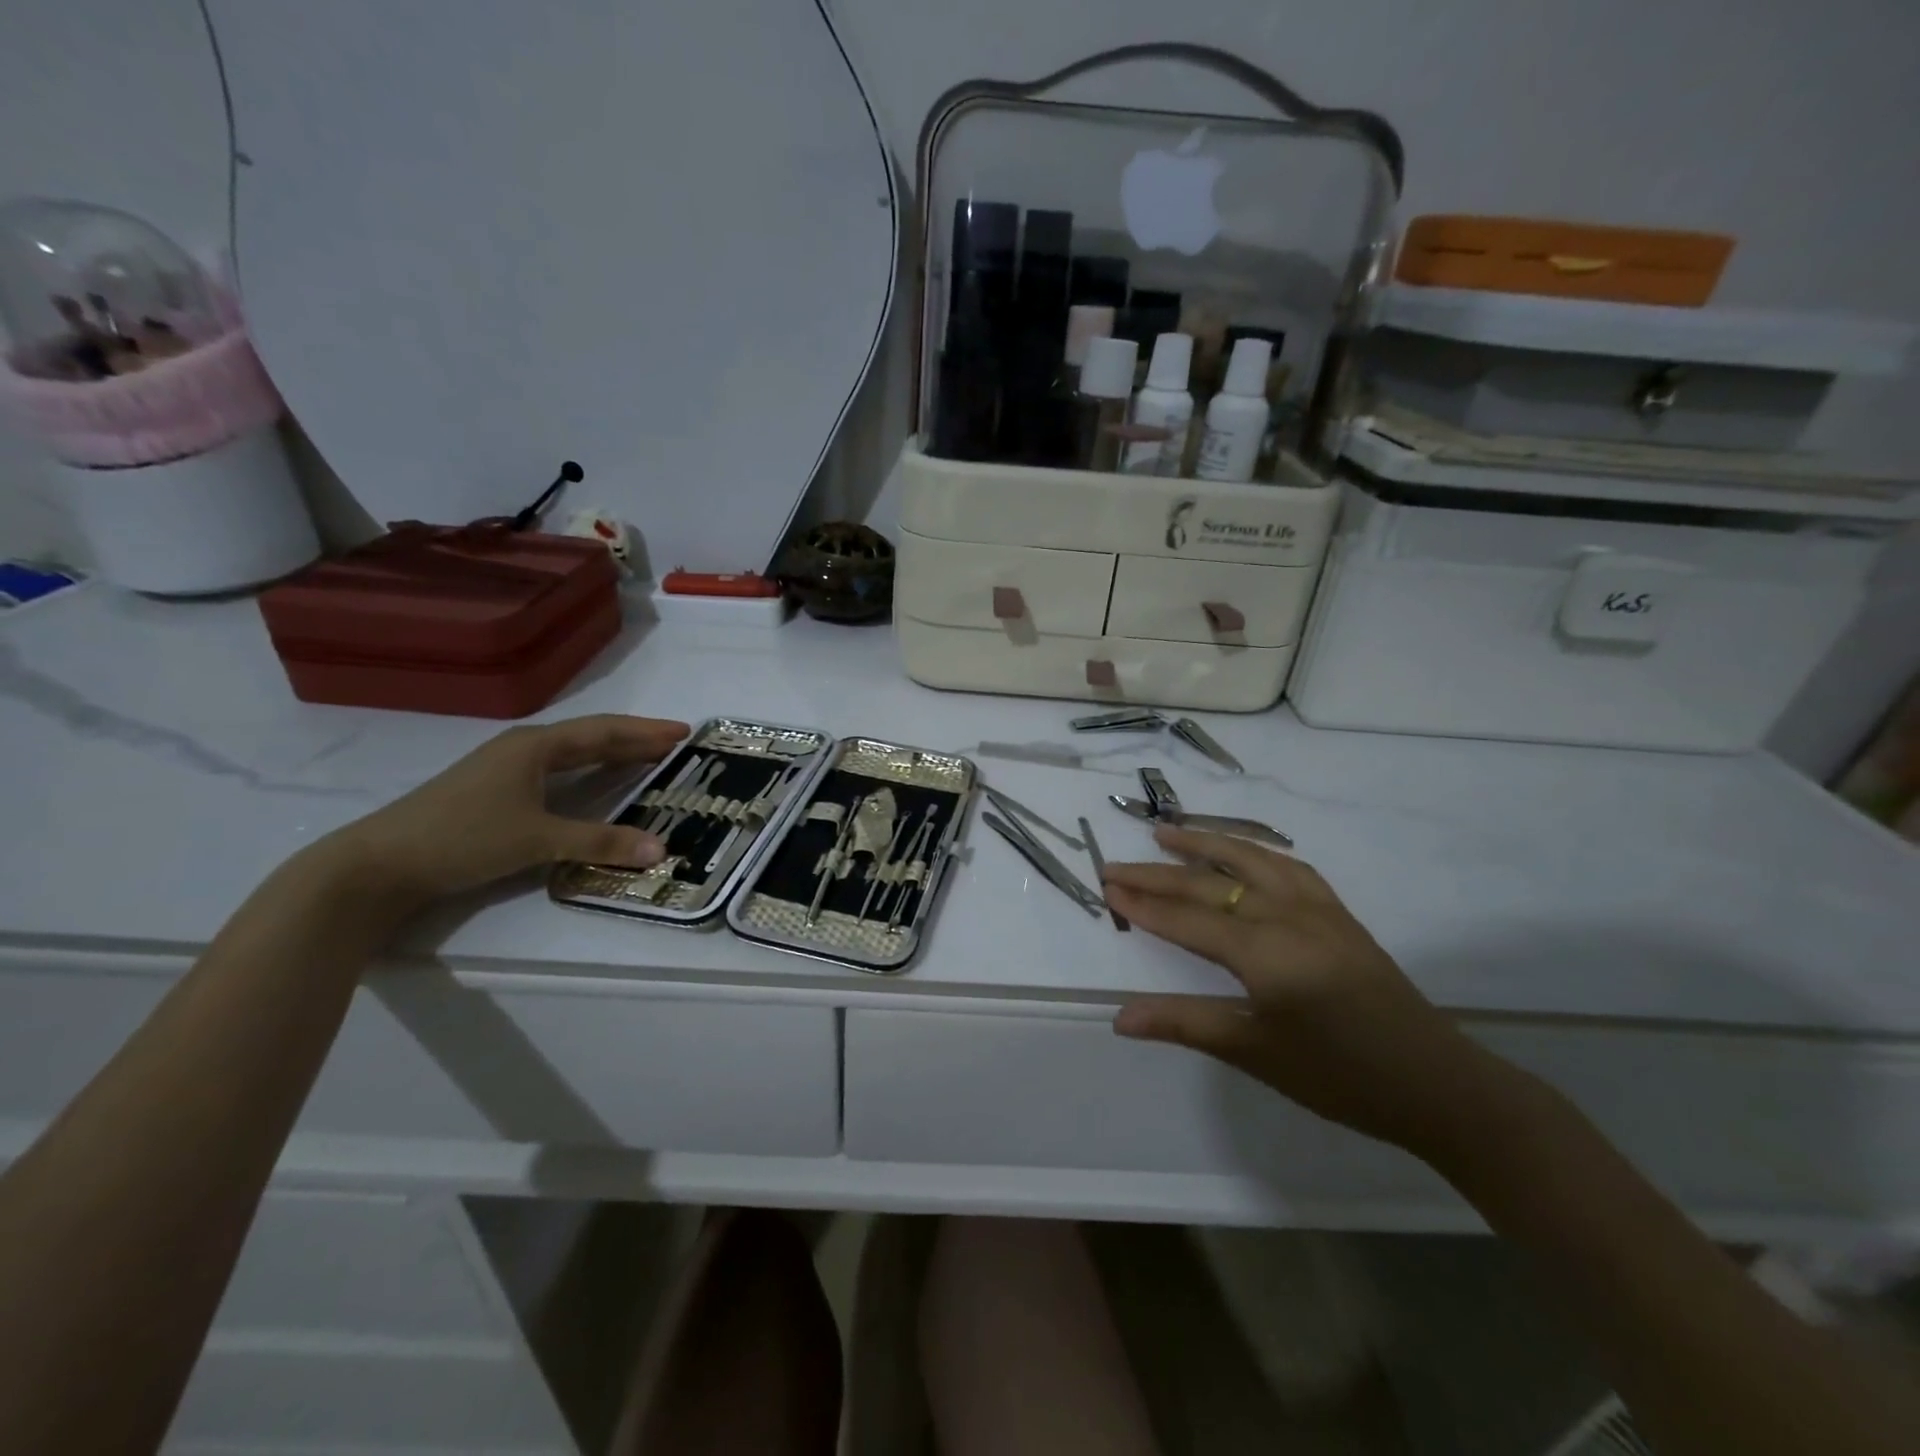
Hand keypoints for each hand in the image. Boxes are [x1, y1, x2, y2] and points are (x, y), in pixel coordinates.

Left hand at [316, 714, 688, 910]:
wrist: (378, 864)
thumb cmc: (463, 837)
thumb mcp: (537, 840)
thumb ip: (600, 842)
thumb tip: (661, 849)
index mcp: (536, 746)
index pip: (604, 731)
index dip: (646, 731)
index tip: (684, 732)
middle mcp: (524, 748)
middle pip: (591, 736)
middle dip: (635, 739)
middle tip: (675, 745)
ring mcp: (506, 768)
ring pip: (572, 753)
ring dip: (611, 754)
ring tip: (646, 760)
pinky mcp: (495, 790)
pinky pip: (557, 770)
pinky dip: (588, 772)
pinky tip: (594, 782)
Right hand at [1103, 826, 1495, 1155]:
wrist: (1436, 1084)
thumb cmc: (1339, 1076)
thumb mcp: (1255, 1053)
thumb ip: (1185, 1023)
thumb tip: (1119, 1018)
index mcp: (1267, 953)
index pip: (1189, 919)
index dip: (1144, 905)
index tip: (1105, 887)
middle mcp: (1289, 916)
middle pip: (1210, 885)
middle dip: (1157, 874)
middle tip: (1115, 864)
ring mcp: (1318, 909)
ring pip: (1251, 859)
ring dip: (1205, 843)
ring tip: (1167, 833)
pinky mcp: (1339, 913)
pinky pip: (1288, 866)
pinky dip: (1254, 852)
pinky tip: (1243, 854)